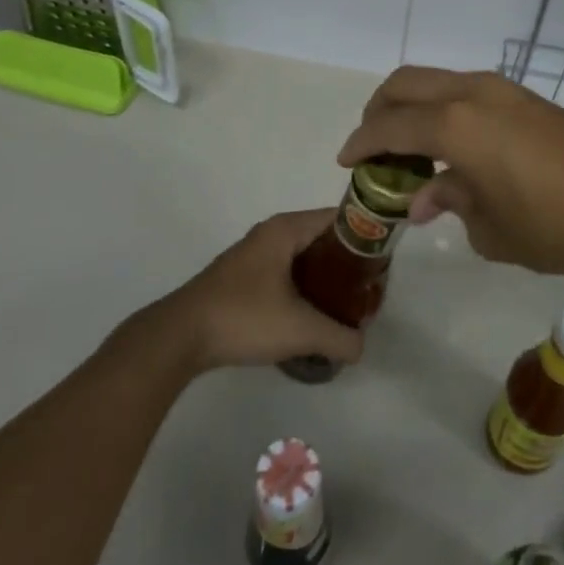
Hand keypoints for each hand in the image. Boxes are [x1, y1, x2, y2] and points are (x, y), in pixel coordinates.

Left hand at [157, 209, 365, 373]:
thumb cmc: (243, 317)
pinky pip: (285, 274)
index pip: (338, 217)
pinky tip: (312, 318)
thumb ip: (340, 337)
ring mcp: (253, 256)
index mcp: (285, 229)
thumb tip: (361, 347)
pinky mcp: (242, 279)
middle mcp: (271, 234)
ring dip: (325, 279)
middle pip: (322, 239)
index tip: (384, 262)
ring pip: (302, 259)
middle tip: (368, 291)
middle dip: (347, 263)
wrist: (180, 337)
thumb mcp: (300, 330)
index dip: (364, 235)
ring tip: (346, 307)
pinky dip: (303, 289)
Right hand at [338, 67, 563, 284]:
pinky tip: (457, 150)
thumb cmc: (557, 226)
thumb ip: (450, 202)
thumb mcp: (492, 229)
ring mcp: (506, 91)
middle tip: (373, 147)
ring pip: (439, 82)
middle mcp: (474, 93)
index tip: (346, 162)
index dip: (361, 142)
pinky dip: (447, 111)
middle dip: (379, 110)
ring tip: (413, 151)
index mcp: (455, 124)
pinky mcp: (529, 99)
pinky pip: (469, 93)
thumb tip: (424, 197)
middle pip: (406, 83)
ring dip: (415, 108)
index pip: (389, 125)